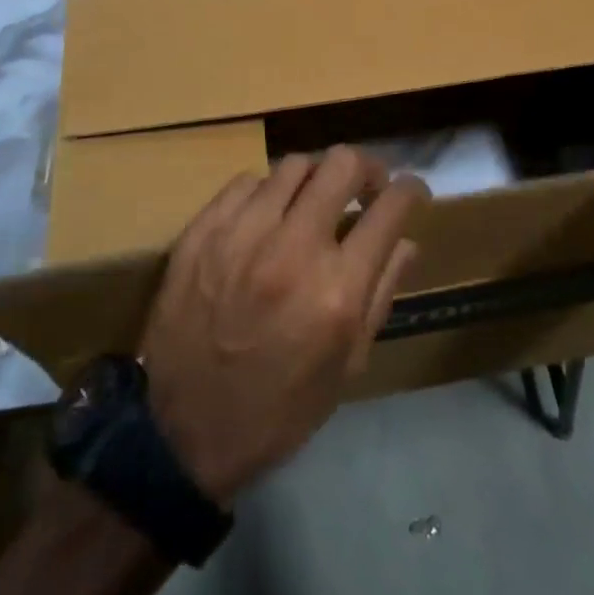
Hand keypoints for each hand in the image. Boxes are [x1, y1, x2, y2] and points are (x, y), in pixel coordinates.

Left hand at [139, 146, 426, 506]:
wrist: (181, 430)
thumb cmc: (278, 409)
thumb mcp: (346, 367)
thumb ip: (381, 294)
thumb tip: (407, 240)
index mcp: (338, 292)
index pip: (389, 209)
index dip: (411, 190)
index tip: (412, 191)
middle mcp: (294, 249)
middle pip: (342, 164)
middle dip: (366, 168)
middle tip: (364, 186)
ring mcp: (243, 234)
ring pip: (294, 165)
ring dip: (315, 179)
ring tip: (313, 202)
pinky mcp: (202, 231)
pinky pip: (247, 182)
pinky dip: (267, 193)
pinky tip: (266, 218)